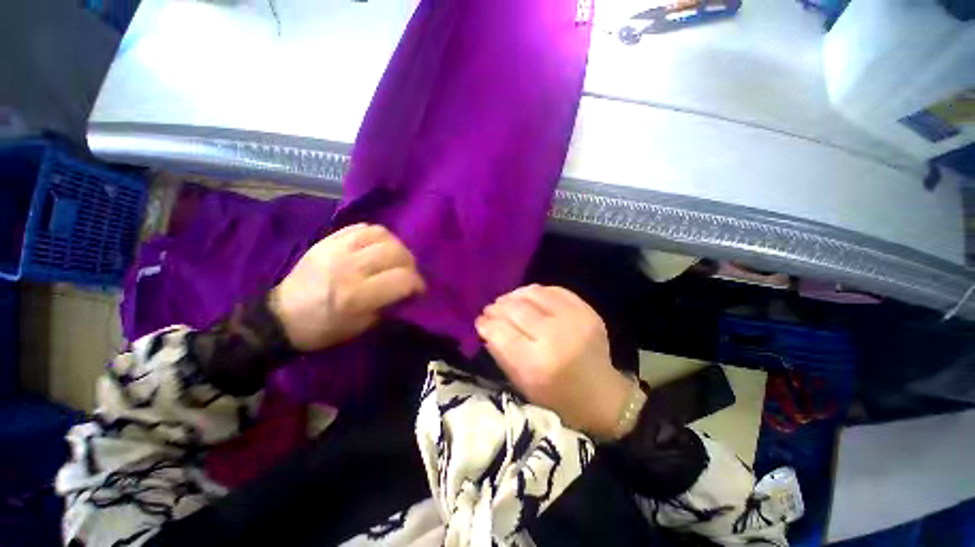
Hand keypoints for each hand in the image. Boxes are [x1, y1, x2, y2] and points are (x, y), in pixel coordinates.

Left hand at [270, 224, 424, 351]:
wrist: (283, 317)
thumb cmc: (326, 328)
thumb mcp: (363, 326)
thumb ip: (390, 304)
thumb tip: (409, 289)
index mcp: (356, 296)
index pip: (402, 279)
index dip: (417, 284)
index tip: (418, 289)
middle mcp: (348, 268)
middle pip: (395, 252)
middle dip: (409, 263)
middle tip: (407, 273)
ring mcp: (335, 250)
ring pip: (381, 234)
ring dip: (395, 246)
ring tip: (393, 257)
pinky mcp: (326, 240)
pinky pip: (361, 228)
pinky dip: (376, 236)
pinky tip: (375, 247)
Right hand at [475, 285, 632, 438]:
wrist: (602, 395)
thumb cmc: (557, 397)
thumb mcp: (522, 385)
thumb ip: (501, 353)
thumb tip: (485, 327)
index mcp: (538, 365)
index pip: (501, 332)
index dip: (486, 323)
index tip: (480, 321)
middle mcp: (556, 337)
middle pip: (516, 309)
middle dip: (497, 307)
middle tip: (491, 309)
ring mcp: (575, 320)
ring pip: (534, 294)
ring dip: (514, 295)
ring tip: (506, 301)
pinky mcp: (587, 311)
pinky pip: (555, 290)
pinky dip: (536, 292)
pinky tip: (528, 297)